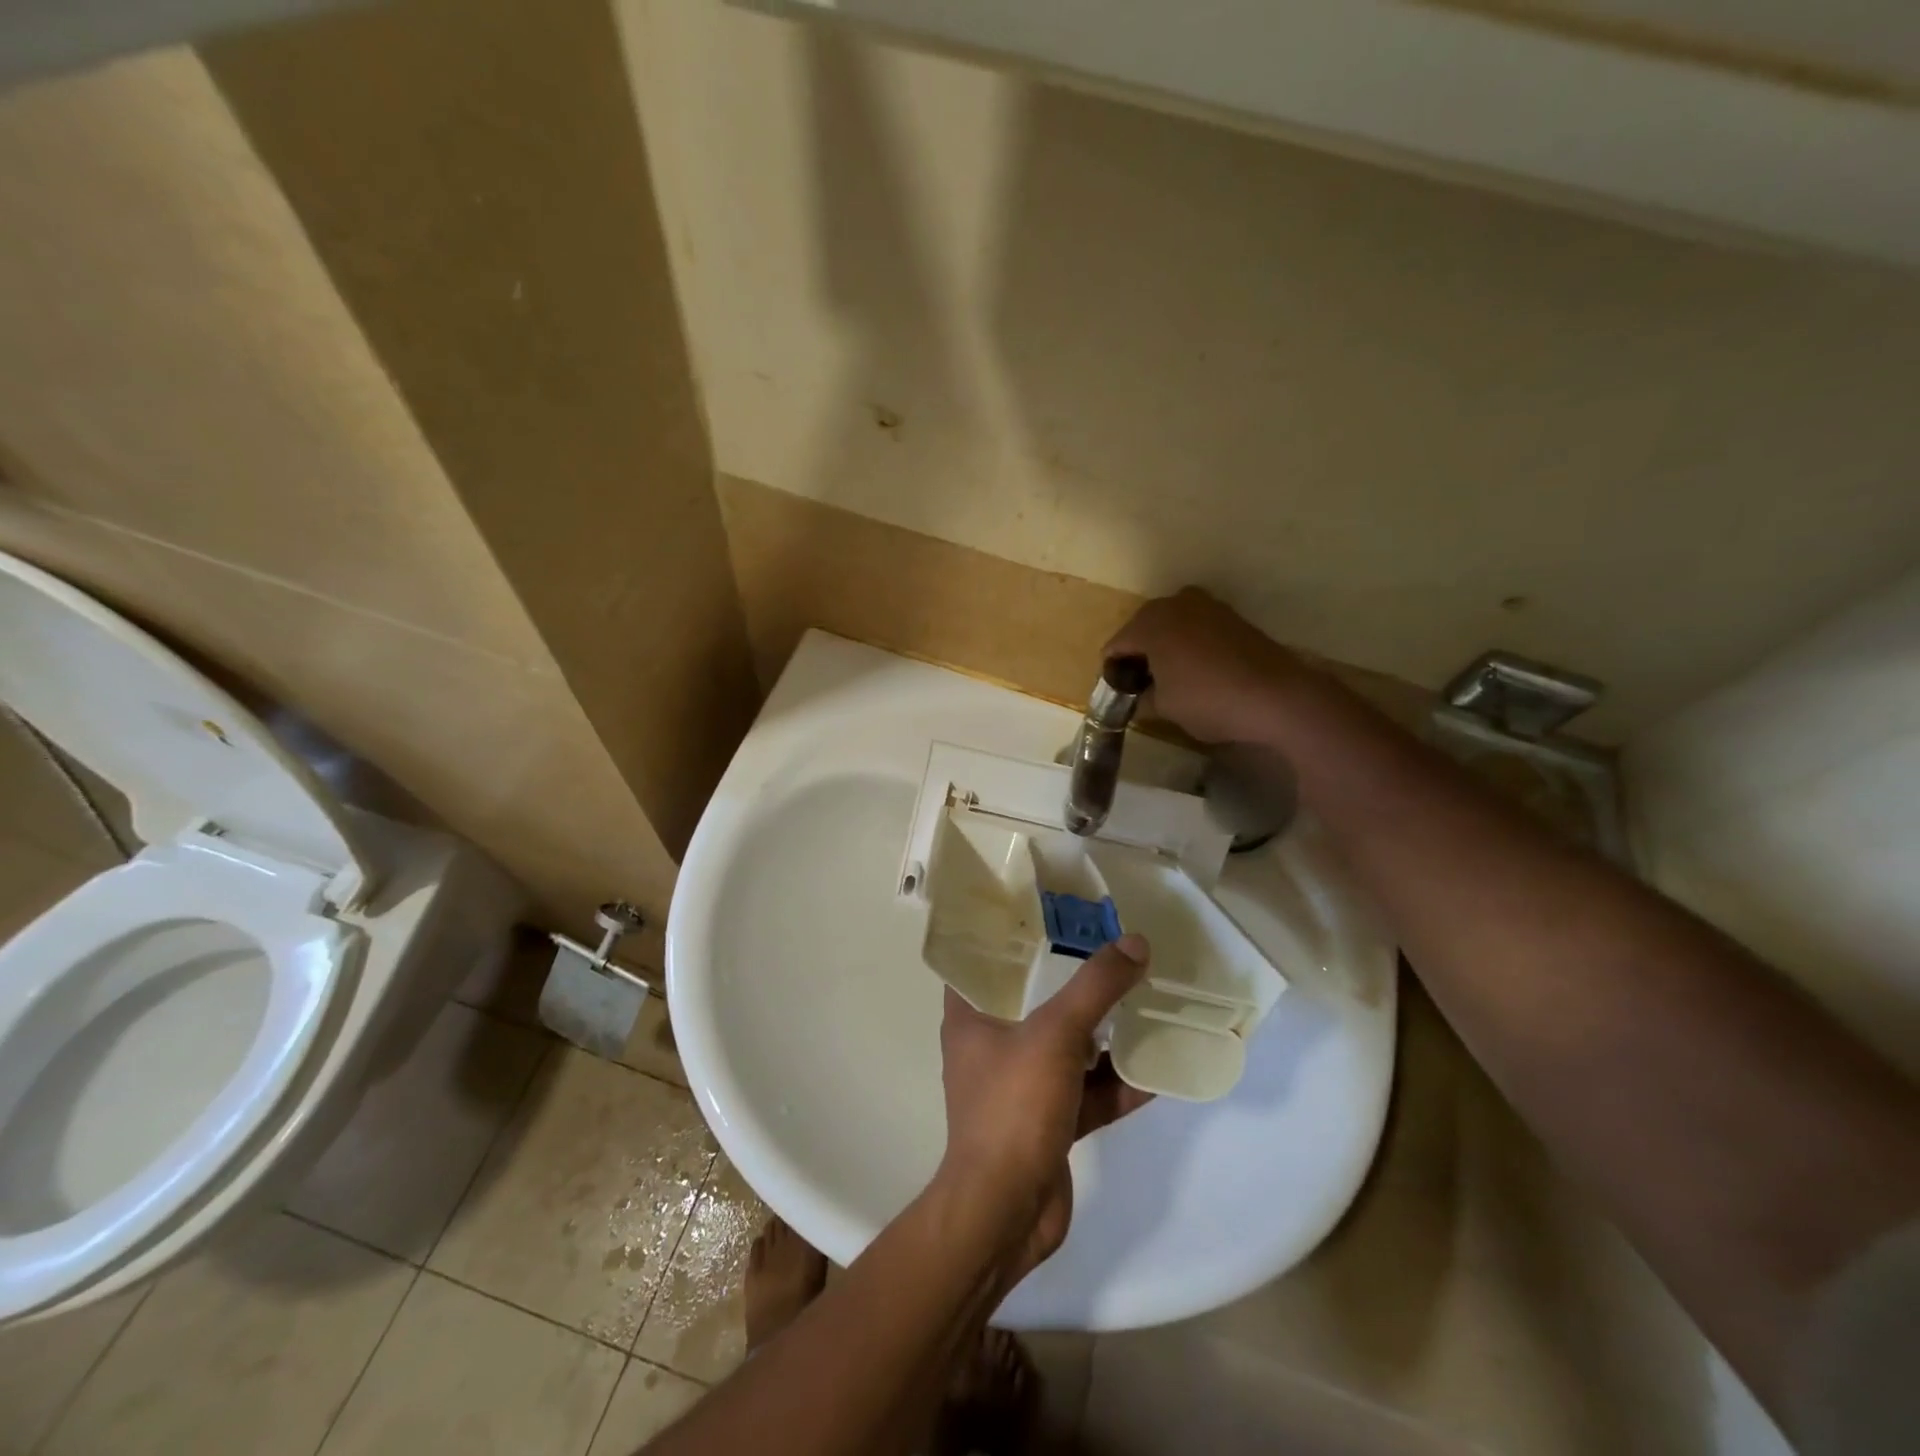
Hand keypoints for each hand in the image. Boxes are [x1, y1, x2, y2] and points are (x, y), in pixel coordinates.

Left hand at [936, 936, 1154, 1279]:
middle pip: (1033, 1001)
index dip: (1011, 936)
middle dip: (1071, 982)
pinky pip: (1084, 1092)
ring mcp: (1019, 1087)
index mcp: (970, 1017)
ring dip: (1101, 1034)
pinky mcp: (1046, 1123)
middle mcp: (990, 1046)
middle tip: (1108, 951)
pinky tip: (1154, 1072)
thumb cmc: (1014, 1107)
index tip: (1049, 914)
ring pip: (1064, 1048)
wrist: (1006, 1213)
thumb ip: (1096, 987)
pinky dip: (1114, 1084)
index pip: (983, 962)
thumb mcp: (1056, 1034)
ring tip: (1141, 1004)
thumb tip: (1135, 942)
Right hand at [1105, 588, 1307, 743]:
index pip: (1115, 646)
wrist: (1276, 696)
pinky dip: (1189, 644)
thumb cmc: (1208, 700)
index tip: (1117, 695)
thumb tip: (1138, 697)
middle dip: (1138, 655)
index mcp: (1149, 623)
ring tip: (1169, 678)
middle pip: (1141, 629)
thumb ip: (1142, 698)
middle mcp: (1174, 604)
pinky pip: (1196, 627)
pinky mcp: (1232, 616)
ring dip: (1165, 647)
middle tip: (1140, 687)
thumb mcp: (1164, 708)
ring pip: (1171, 625)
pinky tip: (1197, 671)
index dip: (1112, 672)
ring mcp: (1207, 605)